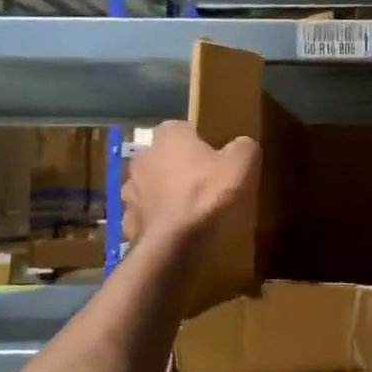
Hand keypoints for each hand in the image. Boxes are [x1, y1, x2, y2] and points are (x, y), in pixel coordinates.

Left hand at [121, 121, 258, 251]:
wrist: (175, 242)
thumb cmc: (208, 195)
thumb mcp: (242, 164)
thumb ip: (244, 147)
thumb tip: (242, 145)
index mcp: (169, 135)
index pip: (184, 128)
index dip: (201, 143)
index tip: (216, 159)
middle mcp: (143, 155)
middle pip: (165, 156)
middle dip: (180, 166)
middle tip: (204, 183)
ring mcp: (130, 187)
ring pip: (151, 184)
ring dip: (164, 192)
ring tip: (188, 209)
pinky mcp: (127, 216)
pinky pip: (145, 212)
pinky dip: (157, 218)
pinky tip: (174, 228)